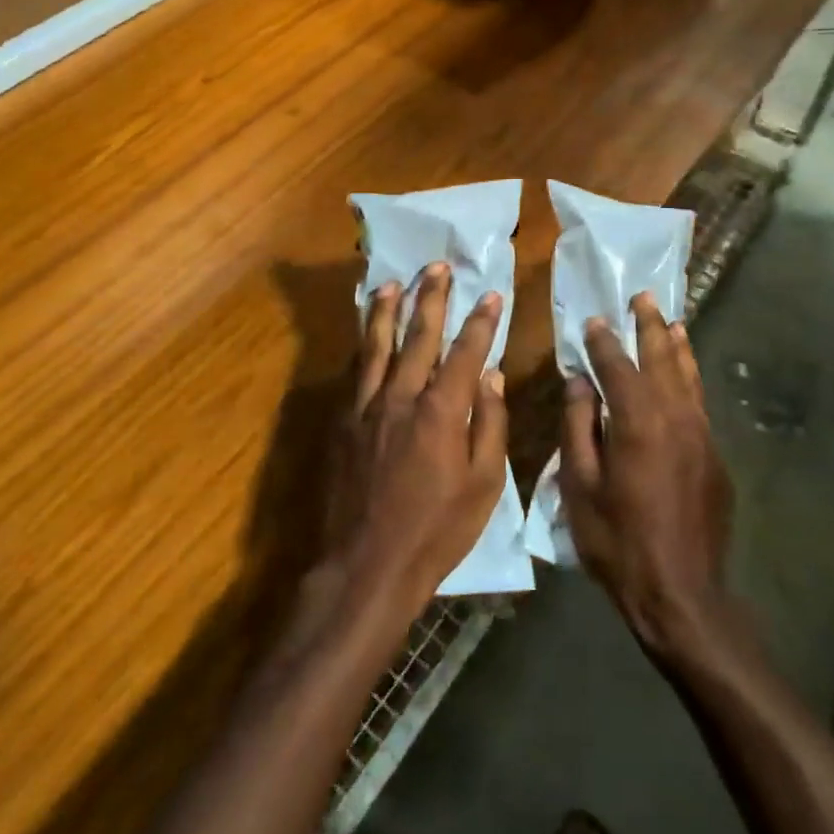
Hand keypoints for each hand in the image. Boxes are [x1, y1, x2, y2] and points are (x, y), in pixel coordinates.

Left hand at [327, 263, 508, 618]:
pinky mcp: (342, 422)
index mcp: (441, 411)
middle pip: (418, 336)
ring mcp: (366, 407)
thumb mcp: (484, 486)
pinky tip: (365, 334)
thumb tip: (491, 376)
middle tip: (437, 266)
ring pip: (376, 345)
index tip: (491, 293)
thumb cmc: (436, 531)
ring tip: (392, 283)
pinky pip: (354, 371)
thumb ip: (489, 425)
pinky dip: (362, 346)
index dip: (481, 321)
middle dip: (431, 298)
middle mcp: (401, 396)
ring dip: (386, 310)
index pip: (466, 352)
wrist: (365, 566)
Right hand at [559, 293, 732, 659]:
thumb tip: (580, 383)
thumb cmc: (618, 541)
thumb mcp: (580, 487)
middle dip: (648, 326)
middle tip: (642, 298)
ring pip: (688, 376)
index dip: (603, 341)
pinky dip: (690, 377)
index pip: (617, 366)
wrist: (681, 593)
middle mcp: (674, 417)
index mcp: (637, 422)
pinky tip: (685, 372)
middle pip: (660, 358)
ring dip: (676, 345)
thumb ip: (578, 428)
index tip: (594, 320)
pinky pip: (700, 402)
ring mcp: (701, 435)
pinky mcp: (715, 455)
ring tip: (670, 321)